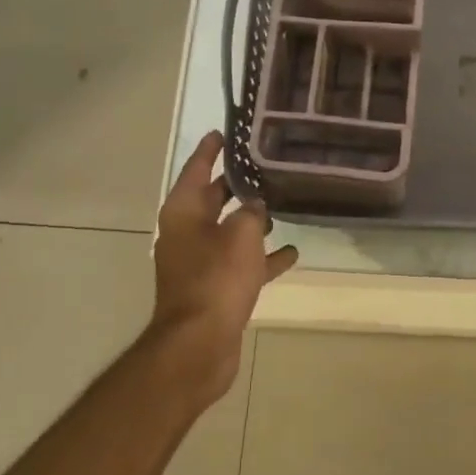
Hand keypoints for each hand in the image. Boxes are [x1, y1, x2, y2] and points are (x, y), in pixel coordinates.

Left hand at [149, 132, 298, 402]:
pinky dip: (262, 257)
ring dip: (252, 220)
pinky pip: (241, 263)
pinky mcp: (215, 287)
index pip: (197, 168)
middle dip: (236, 183)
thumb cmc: (216, 279)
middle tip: (264, 163)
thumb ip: (251, 212)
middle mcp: (187, 232)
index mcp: (184, 211)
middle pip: (213, 198)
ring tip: (282, 204)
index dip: (211, 149)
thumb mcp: (241, 235)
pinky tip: (291, 253)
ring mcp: (200, 262)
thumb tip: (254, 206)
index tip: (226, 130)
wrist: (199, 344)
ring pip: (229, 231)